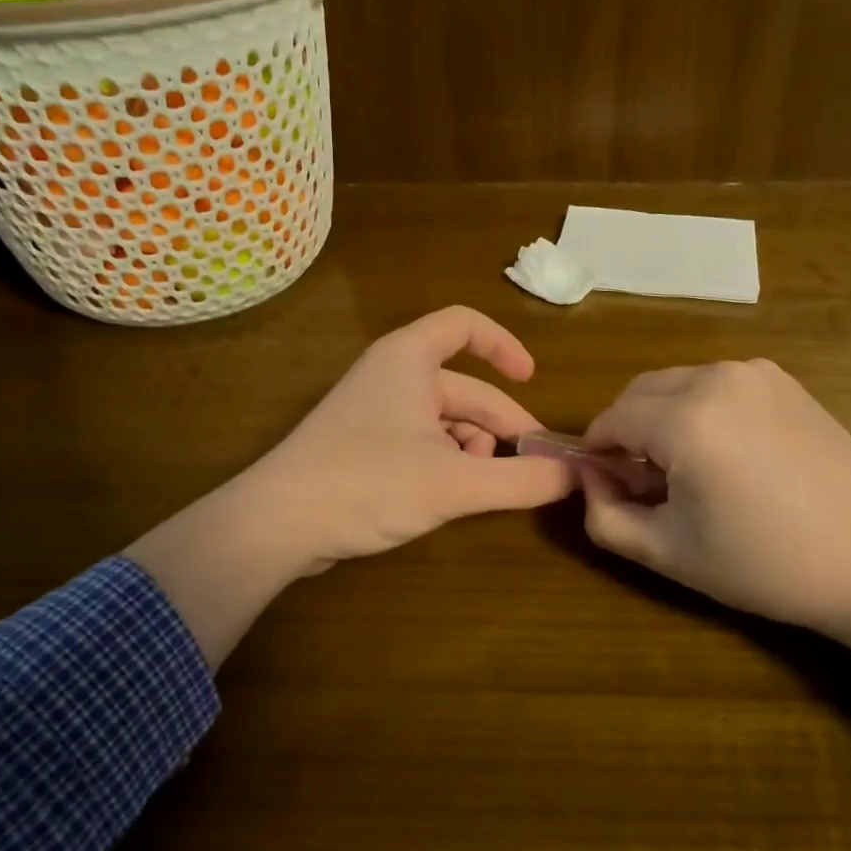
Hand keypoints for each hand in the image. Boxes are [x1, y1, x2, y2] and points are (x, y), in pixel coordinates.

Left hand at [130, 306, 573, 663]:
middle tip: (532, 464)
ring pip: (443, 419)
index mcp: (409, 359)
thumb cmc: (367, 483)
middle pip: (463, 387)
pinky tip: (450, 496)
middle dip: (499, 424)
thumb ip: (520, 479)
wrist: (276, 524)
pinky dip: (445, 462)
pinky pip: (419, 440)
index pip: (465, 325)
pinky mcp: (360, 445)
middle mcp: (391, 375)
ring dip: (472, 448)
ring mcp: (373, 410)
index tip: (532, 379)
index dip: (504, 345)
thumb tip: (573, 476)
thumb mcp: (454, 483)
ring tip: (481, 486)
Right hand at [579, 359, 850, 699]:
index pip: (610, 419)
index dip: (597, 453)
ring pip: (677, 384)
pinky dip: (700, 409)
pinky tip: (728, 454)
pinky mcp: (783, 379)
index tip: (607, 487)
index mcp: (686, 419)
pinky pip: (716, 384)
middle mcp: (717, 378)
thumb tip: (588, 481)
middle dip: (626, 431)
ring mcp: (755, 372)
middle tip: (644, 482)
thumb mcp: (668, 553)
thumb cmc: (767, 564)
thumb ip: (604, 516)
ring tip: (687, 469)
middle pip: (639, 392)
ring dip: (662, 417)